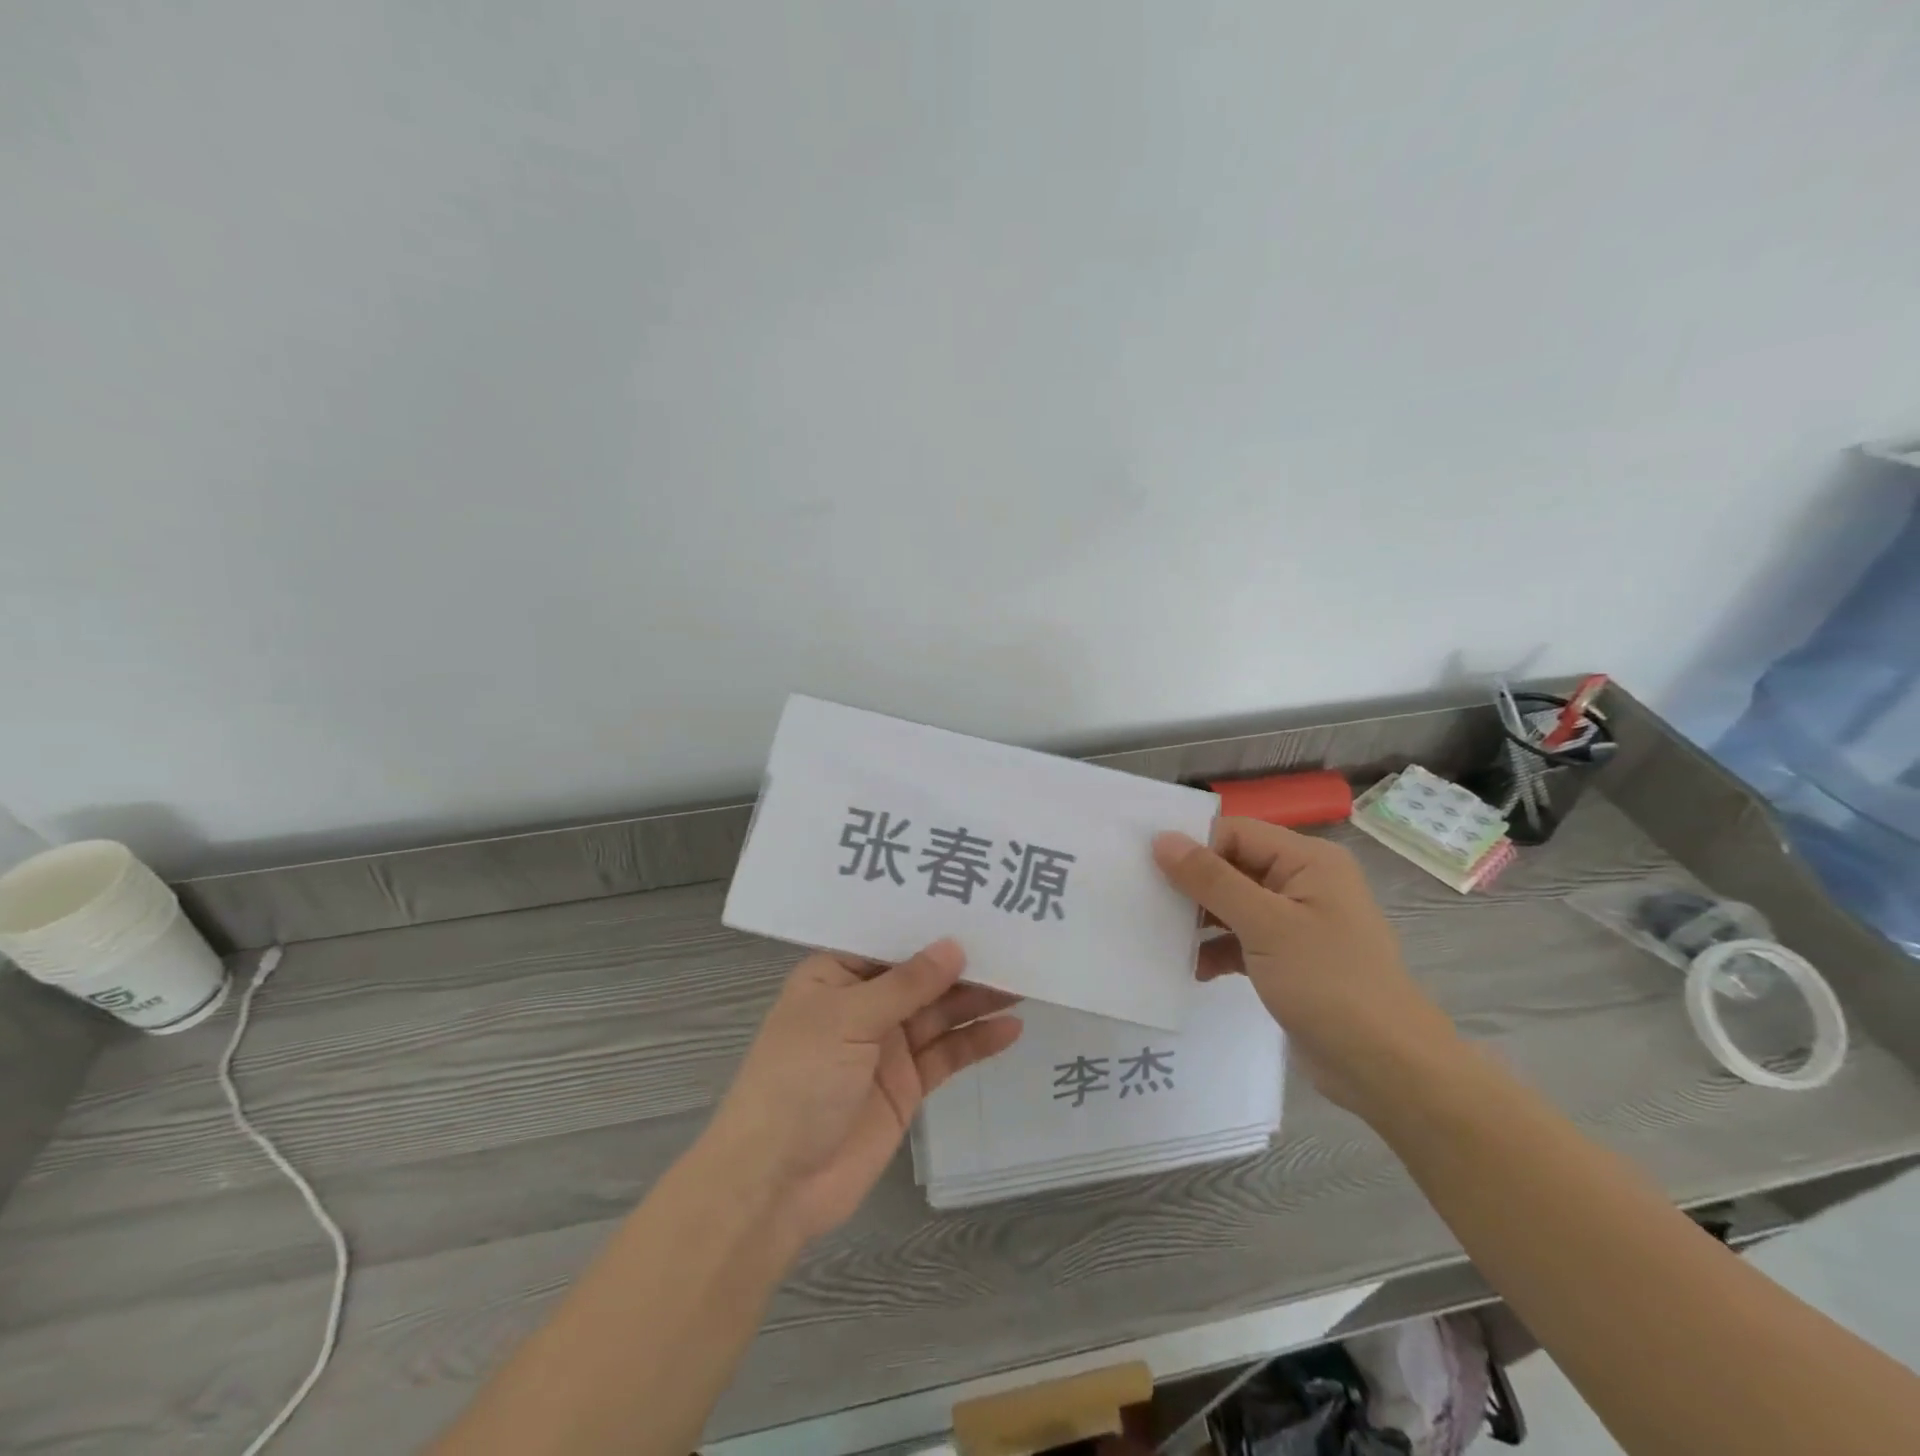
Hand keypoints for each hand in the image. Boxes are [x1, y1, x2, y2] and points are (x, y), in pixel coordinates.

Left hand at [706, 939, 1021, 1244]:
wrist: (776, 1183)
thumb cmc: (799, 1080)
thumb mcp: (847, 1019)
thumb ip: (906, 985)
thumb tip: (954, 946)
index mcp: (835, 975)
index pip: (888, 939)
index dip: (927, 923)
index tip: (973, 902)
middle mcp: (862, 1004)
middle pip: (920, 976)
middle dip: (961, 962)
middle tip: (1012, 941)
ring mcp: (886, 1045)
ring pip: (939, 1012)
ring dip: (977, 999)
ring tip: (1022, 980)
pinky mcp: (906, 1085)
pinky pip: (946, 1054)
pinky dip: (976, 1041)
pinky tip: (1010, 1028)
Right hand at [1152, 818, 1461, 1113]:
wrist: (1387, 1069)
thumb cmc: (1329, 984)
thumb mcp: (1264, 925)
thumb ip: (1211, 879)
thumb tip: (1162, 839)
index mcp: (1308, 861)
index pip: (1236, 832)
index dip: (1194, 846)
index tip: (1149, 869)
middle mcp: (1303, 882)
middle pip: (1232, 866)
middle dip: (1192, 885)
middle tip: (1146, 900)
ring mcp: (1297, 922)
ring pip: (1233, 904)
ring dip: (1200, 920)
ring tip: (1163, 936)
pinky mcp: (1289, 958)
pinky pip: (1242, 939)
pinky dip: (1217, 950)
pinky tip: (1194, 970)